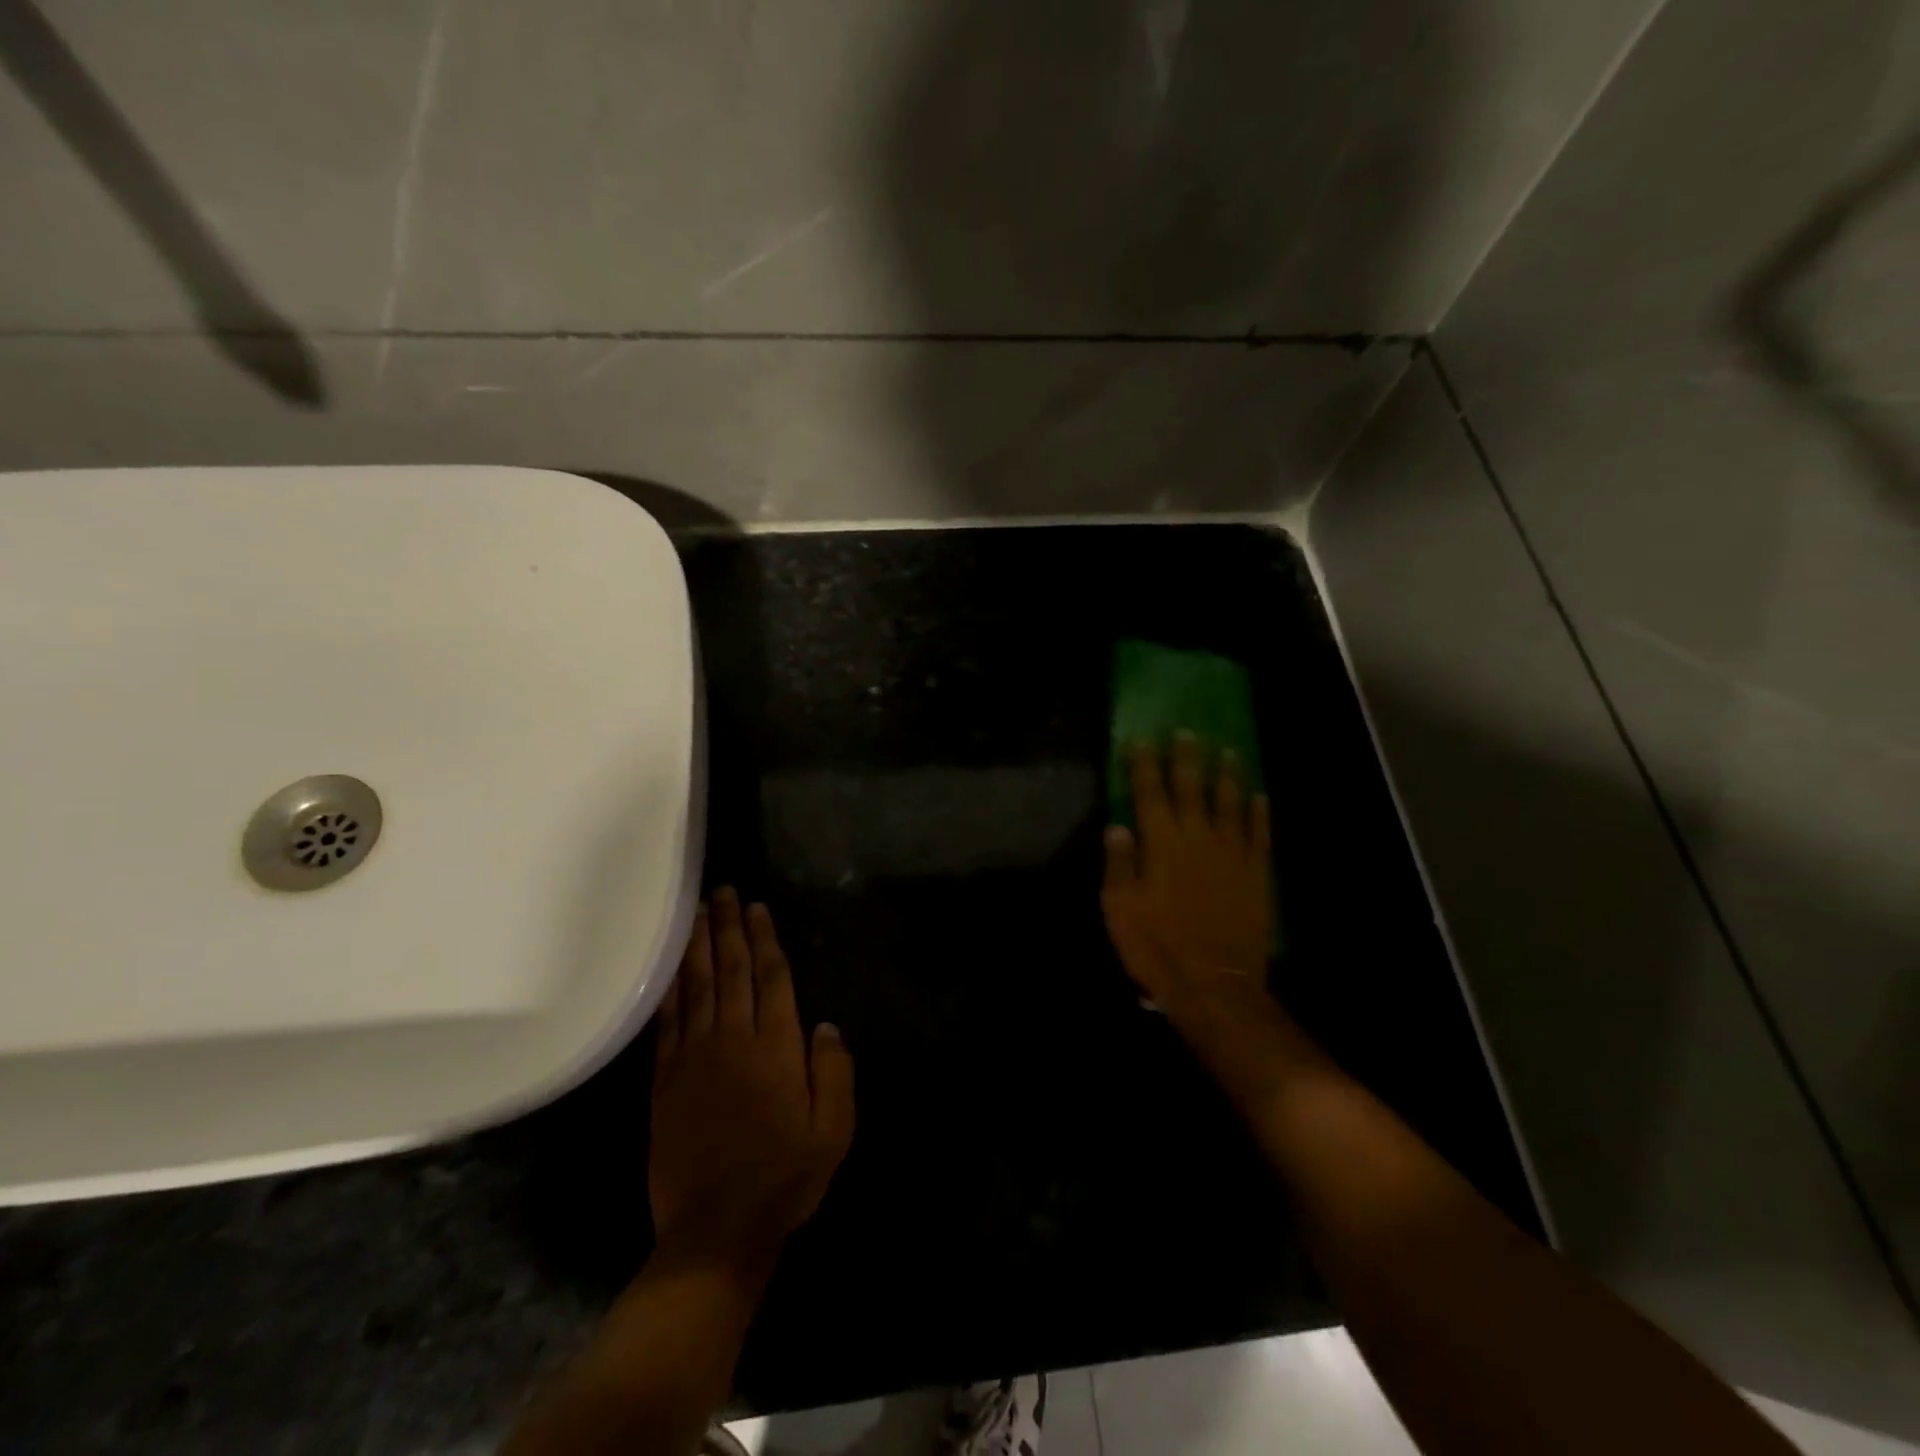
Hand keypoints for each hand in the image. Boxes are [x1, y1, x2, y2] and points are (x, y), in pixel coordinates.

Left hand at [650, 889, 854, 1279]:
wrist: (716, 1231)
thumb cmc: (785, 1178)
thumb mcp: (833, 1129)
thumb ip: (834, 1071)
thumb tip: (826, 1024)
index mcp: (776, 1048)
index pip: (770, 979)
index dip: (763, 940)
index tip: (756, 907)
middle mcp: (733, 1041)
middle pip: (730, 971)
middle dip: (728, 928)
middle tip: (723, 891)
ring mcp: (693, 1059)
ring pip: (697, 988)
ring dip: (698, 947)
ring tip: (698, 913)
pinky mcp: (664, 1082)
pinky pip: (667, 1023)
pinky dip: (669, 990)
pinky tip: (670, 969)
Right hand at [1102, 733, 1273, 1020]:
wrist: (1213, 984)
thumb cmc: (1156, 946)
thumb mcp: (1119, 907)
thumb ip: (1120, 863)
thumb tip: (1118, 825)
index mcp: (1162, 843)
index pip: (1150, 792)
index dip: (1144, 764)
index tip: (1140, 740)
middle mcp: (1198, 838)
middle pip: (1192, 788)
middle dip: (1187, 758)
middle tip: (1187, 732)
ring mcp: (1232, 854)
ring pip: (1230, 804)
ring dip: (1228, 776)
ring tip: (1229, 752)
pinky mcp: (1256, 875)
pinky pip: (1259, 836)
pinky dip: (1258, 814)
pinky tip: (1259, 798)